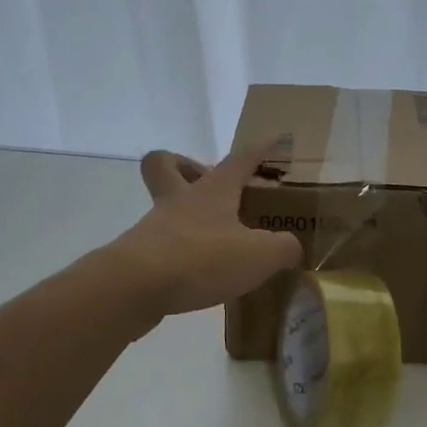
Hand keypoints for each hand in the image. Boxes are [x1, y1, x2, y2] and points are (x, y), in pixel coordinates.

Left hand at [111, 142, 302, 318]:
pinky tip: (201, 273)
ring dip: (187, 214)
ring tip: (216, 238)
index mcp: (213, 190)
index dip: (261, 148)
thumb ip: (283, 247)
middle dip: (187, 166)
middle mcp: (181, 200)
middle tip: (213, 186)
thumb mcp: (259, 255)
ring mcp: (156, 226)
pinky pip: (162, 243)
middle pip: (167, 164)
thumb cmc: (201, 258)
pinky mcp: (141, 256)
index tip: (275, 138)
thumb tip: (292, 247)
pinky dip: (182, 252)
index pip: (241, 158)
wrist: (134, 288)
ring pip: (164, 205)